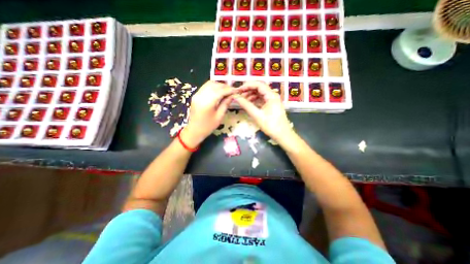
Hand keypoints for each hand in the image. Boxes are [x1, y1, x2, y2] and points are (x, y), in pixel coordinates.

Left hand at [183, 81, 234, 147]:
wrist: (194, 130)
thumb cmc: (208, 126)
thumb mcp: (219, 116)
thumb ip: (225, 104)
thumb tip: (232, 95)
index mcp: (207, 103)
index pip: (220, 91)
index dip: (229, 90)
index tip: (236, 90)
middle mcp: (201, 96)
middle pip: (215, 85)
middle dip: (225, 86)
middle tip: (232, 90)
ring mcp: (197, 95)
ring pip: (209, 84)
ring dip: (219, 85)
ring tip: (226, 90)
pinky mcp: (195, 95)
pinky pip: (205, 87)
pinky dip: (213, 87)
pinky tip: (219, 91)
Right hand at [234, 80, 294, 143]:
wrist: (283, 135)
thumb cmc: (271, 125)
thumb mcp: (257, 115)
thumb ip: (246, 105)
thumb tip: (236, 97)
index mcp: (271, 95)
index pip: (258, 84)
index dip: (247, 85)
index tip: (238, 90)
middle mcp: (273, 95)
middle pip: (259, 88)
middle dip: (248, 90)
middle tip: (239, 95)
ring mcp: (272, 100)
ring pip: (260, 94)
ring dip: (251, 95)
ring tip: (242, 100)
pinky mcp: (271, 105)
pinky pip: (262, 99)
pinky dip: (255, 100)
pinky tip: (249, 104)